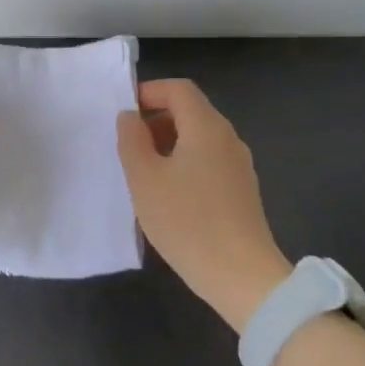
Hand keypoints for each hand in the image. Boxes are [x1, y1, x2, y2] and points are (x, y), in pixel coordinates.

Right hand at [117, 79, 290, 331]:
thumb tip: (130, 117)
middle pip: (190, 112)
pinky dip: (183, 164)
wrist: (241, 275)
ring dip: (167, 145)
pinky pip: (208, 162)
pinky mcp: (241, 191)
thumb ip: (131, 140)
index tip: (123, 114)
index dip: (148, 92)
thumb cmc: (186, 221)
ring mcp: (239, 166)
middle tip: (127, 145)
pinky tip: (166, 195)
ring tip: (142, 172)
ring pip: (198, 139)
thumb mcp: (144, 178)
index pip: (178, 89)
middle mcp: (228, 138)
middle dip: (155, 120)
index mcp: (206, 127)